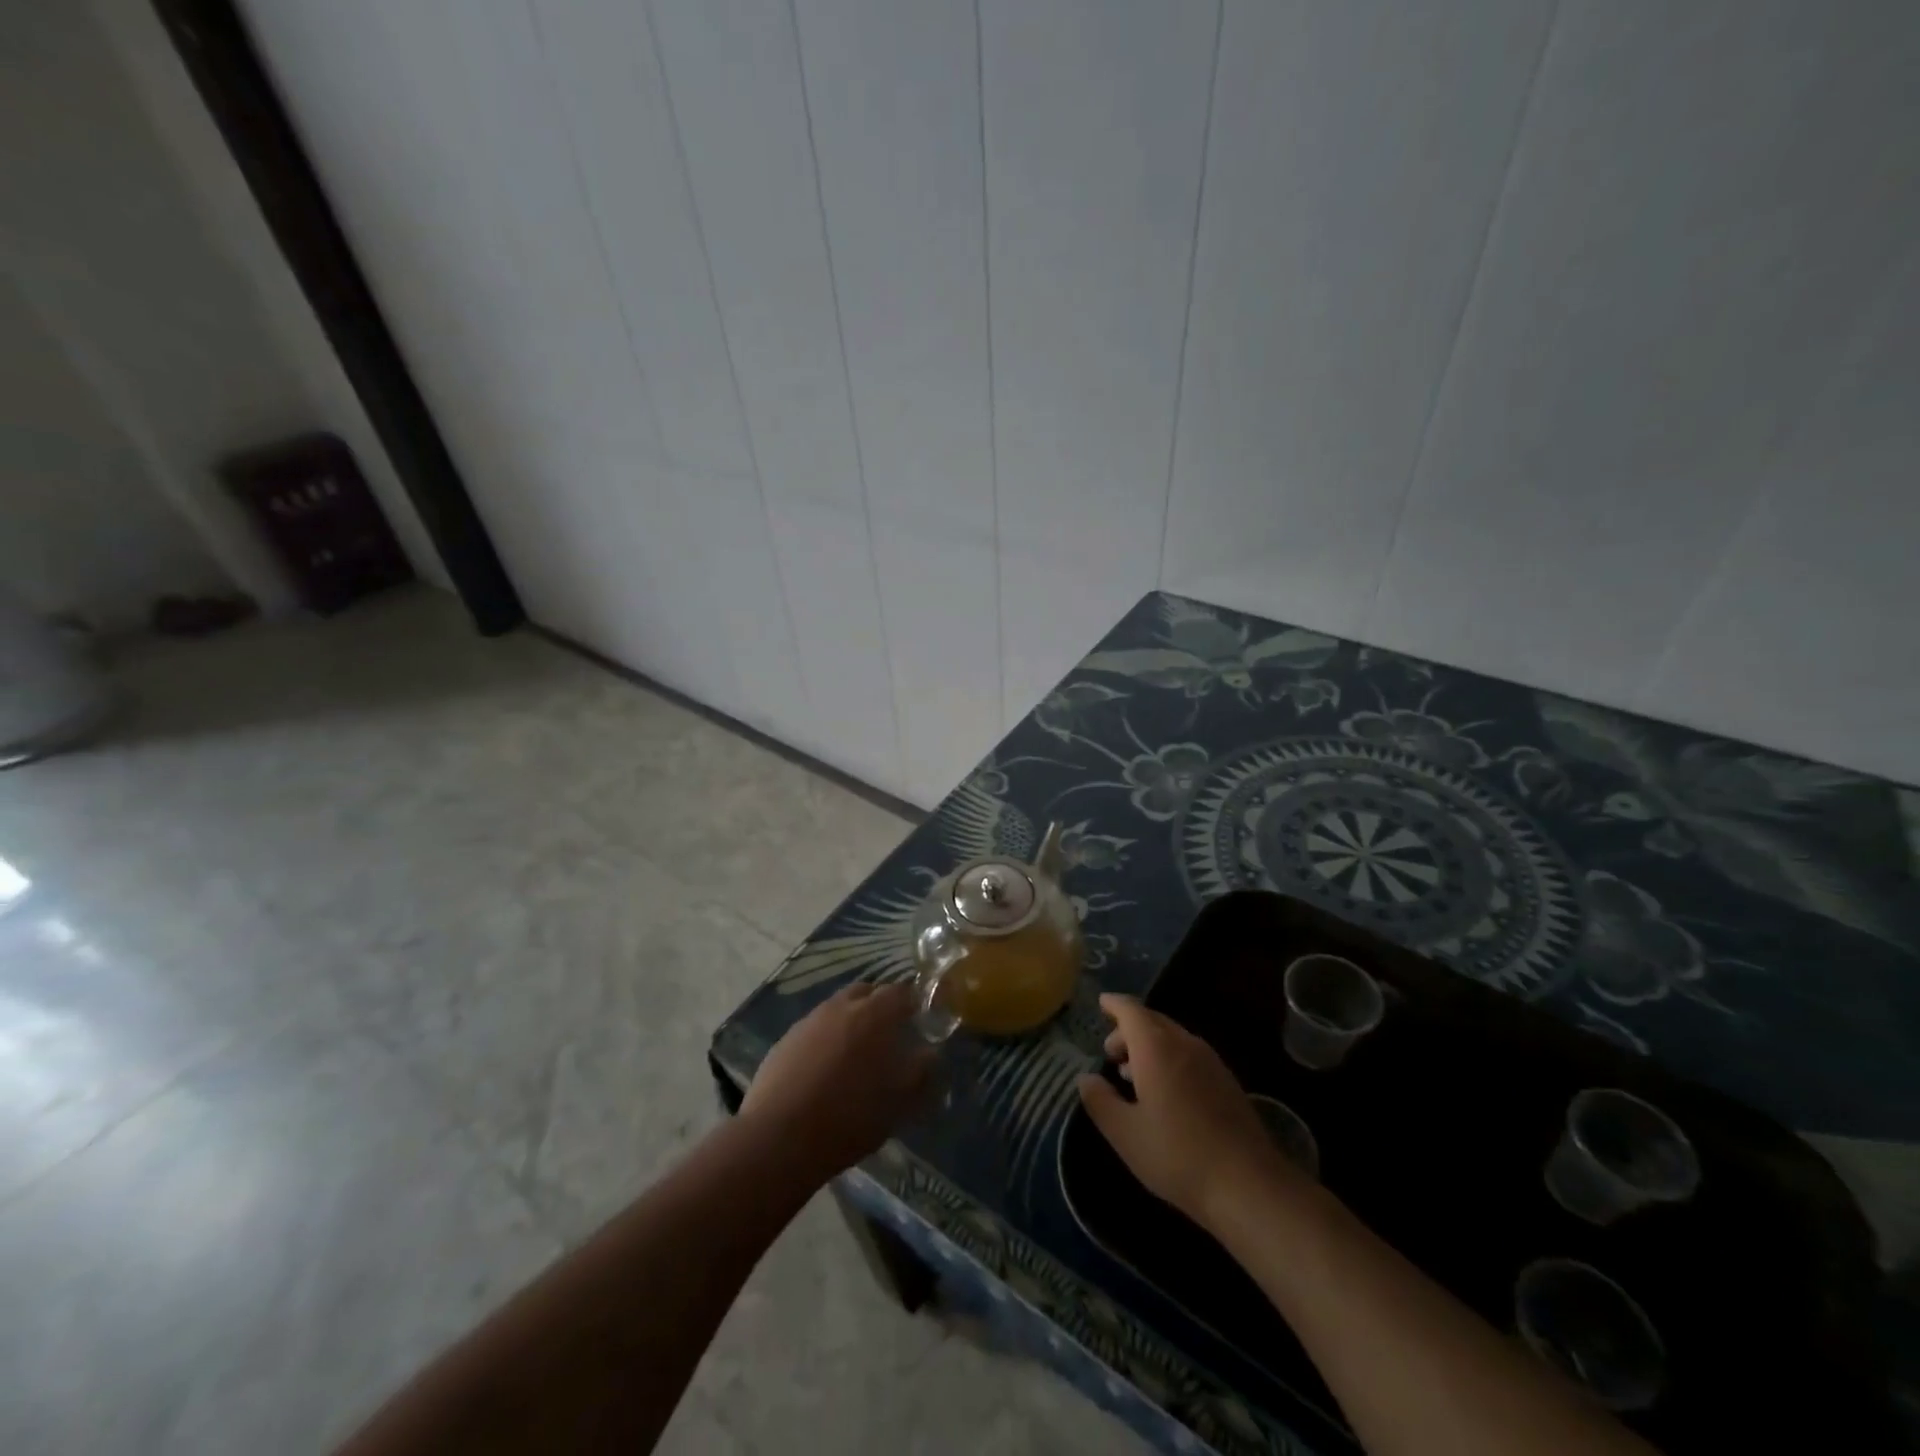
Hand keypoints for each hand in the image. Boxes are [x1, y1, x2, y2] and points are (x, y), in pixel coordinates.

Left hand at [740, 981, 934, 1181]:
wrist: (780, 1137)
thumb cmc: (851, 1116)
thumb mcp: (901, 1101)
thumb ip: (922, 1070)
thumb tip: (930, 1052)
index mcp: (875, 1013)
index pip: (901, 991)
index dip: (913, 1003)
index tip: (919, 1022)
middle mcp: (841, 1006)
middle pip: (866, 992)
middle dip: (879, 1007)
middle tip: (888, 1036)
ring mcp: (809, 1021)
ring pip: (838, 1009)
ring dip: (850, 1022)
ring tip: (855, 1055)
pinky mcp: (785, 1041)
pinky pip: (814, 1030)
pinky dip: (825, 1040)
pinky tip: (825, 1070)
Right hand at [1077, 993, 1295, 1227]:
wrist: (1248, 1184)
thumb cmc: (1177, 1155)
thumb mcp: (1125, 1133)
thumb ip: (1100, 1101)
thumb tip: (1086, 1079)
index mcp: (1156, 1047)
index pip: (1131, 1010)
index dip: (1114, 1004)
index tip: (1101, 1003)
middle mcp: (1184, 1044)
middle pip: (1153, 1021)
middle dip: (1129, 1030)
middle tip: (1110, 1053)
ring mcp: (1211, 1062)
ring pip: (1173, 1038)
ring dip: (1149, 1046)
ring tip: (1132, 1074)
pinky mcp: (1227, 1082)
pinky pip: (1190, 1055)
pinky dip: (1170, 1059)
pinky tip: (1164, 1092)